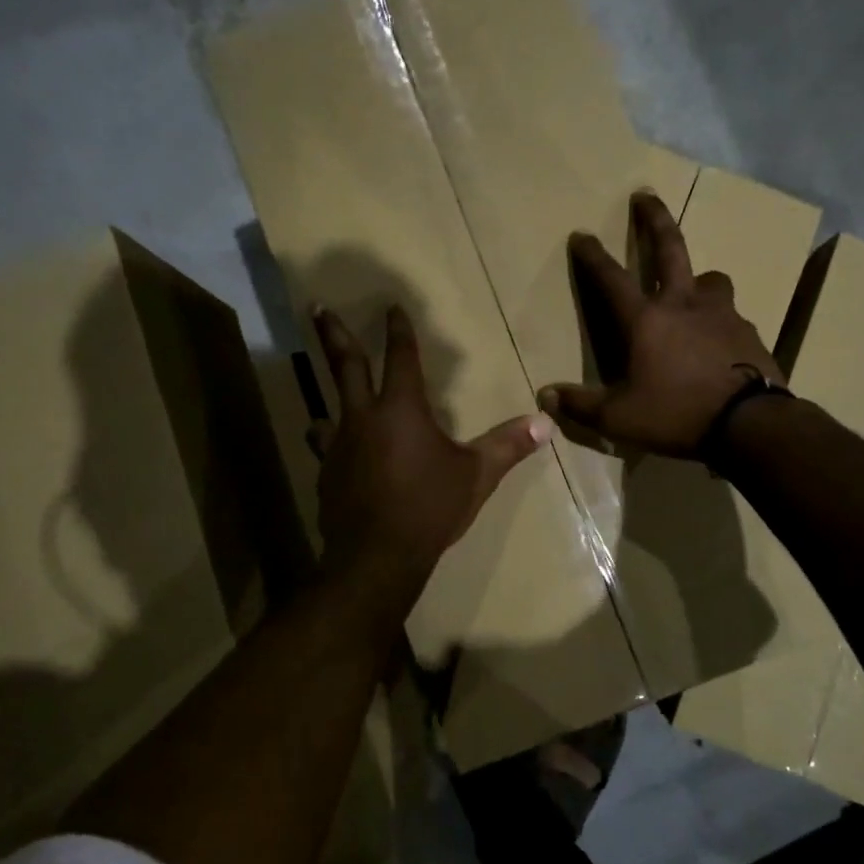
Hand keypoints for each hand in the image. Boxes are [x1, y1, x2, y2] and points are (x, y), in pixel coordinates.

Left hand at [312, 304, 551, 592]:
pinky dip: (332, 446)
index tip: (391, 308)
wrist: (376, 556)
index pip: (400, 357)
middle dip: (333, 334)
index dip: (398, 331)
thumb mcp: (476, 475)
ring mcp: (338, 446)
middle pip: (345, 366)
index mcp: (401, 409)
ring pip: (328, 410)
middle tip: (317, 308)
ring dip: (327, 398)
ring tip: (323, 403)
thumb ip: (508, 445)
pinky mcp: (327, 475)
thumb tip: (546, 423)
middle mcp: (363, 418)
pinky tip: (336, 459)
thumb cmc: (430, 507)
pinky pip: (326, 450)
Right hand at [539, 191, 784, 458]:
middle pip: (669, 248)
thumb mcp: (619, 418)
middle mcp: (684, 305)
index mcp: (647, 320)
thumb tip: (545, 397)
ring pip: (711, 280)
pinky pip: (731, 316)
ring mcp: (721, 314)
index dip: (593, 256)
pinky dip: (720, 321)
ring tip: (696, 290)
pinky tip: (720, 341)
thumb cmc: (676, 414)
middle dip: (653, 219)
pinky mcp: (749, 332)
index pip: (611, 279)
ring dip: (699, 279)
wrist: (749, 424)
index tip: (582, 233)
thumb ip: (582, 406)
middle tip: (645, 195)